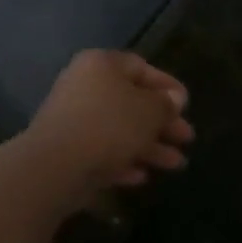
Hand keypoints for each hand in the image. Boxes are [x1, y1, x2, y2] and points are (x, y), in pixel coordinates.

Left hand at [19, 49, 193, 208]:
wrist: (54, 166)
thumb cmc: (108, 126)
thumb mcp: (149, 111)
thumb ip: (165, 104)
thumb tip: (174, 99)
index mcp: (102, 65)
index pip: (141, 68)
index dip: (167, 86)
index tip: (186, 104)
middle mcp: (85, 86)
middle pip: (132, 101)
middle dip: (162, 122)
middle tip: (187, 138)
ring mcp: (73, 119)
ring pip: (119, 129)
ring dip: (149, 146)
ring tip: (176, 165)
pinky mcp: (66, 149)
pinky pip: (102, 150)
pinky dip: (123, 161)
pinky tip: (142, 177)